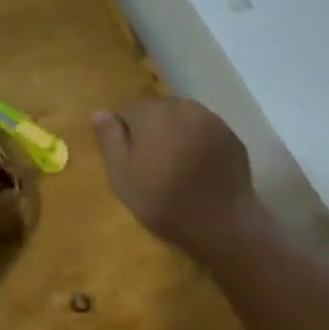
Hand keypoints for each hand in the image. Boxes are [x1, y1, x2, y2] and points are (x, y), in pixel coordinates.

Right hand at [92, 98, 266, 258]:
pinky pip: (204, 129)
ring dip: (174, 131)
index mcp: (152, 114)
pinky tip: (197, 165)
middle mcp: (182, 106)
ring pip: (182, 116)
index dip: (123, 132)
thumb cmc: (163, 201)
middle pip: (157, 109)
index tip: (127, 158)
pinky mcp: (230, 134)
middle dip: (150, 128)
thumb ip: (110, 139)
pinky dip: (196, 140)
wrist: (222, 222)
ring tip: (175, 163)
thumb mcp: (123, 176)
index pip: (127, 109)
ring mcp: (210, 118)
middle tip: (150, 162)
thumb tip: (98, 112)